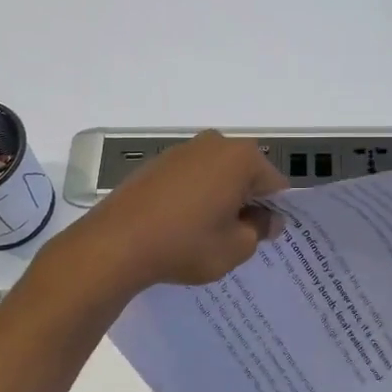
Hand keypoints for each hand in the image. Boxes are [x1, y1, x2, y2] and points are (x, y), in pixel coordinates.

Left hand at [57, 131, 288, 292]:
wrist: (116, 244)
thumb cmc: (186, 244)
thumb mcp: (236, 247)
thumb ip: (260, 230)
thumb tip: (268, 220)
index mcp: (241, 158)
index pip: (275, 185)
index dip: (275, 212)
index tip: (266, 237)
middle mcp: (214, 144)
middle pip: (245, 175)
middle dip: (247, 202)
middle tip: (238, 237)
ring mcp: (182, 151)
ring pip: (217, 176)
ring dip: (220, 199)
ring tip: (207, 234)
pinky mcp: (156, 164)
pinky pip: (190, 179)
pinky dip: (193, 198)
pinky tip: (182, 226)